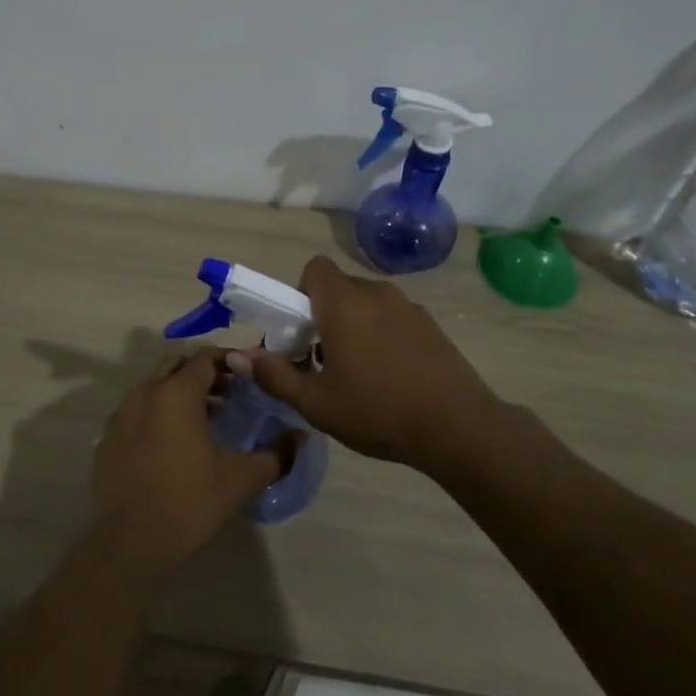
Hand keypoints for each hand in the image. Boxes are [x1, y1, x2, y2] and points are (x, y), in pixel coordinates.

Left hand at [91, 348, 292, 580]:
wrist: (131, 543)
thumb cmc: (189, 502)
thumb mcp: (240, 479)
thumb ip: (275, 455)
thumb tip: (301, 437)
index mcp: (176, 393)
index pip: (204, 358)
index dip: (228, 362)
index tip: (247, 376)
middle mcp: (144, 393)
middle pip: (176, 366)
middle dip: (202, 374)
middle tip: (228, 395)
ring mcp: (121, 414)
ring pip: (153, 387)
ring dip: (178, 393)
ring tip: (204, 420)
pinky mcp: (107, 438)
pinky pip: (136, 412)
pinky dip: (156, 414)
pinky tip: (171, 445)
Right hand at [230, 256, 502, 467]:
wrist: (459, 427)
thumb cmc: (378, 410)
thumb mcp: (316, 403)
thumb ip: (274, 375)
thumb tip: (235, 356)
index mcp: (344, 304)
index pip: (315, 268)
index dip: (300, 292)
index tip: (301, 331)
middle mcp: (376, 294)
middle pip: (339, 288)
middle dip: (324, 314)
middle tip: (322, 359)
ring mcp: (409, 308)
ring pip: (367, 304)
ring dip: (354, 325)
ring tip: (357, 373)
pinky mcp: (431, 326)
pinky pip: (393, 318)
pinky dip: (382, 335)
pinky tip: (390, 377)